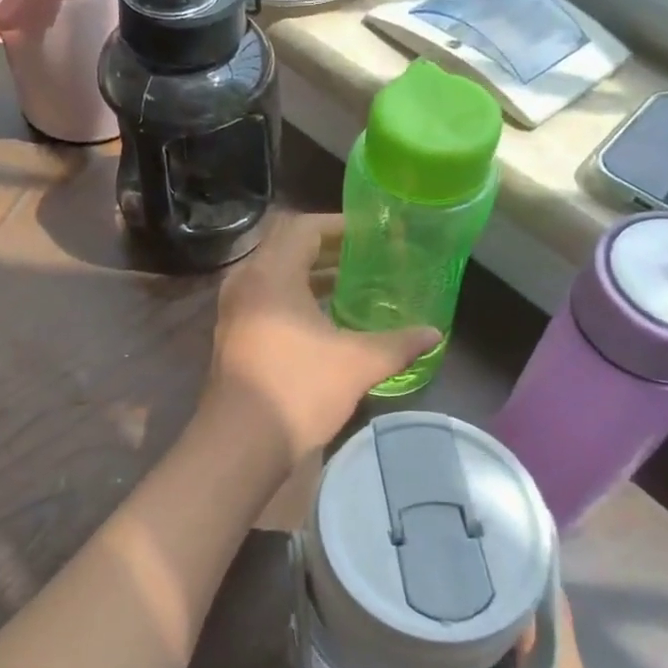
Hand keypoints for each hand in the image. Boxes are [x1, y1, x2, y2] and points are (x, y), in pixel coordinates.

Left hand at [202, 212, 437, 466]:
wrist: (240, 442)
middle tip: (366, 255)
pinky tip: (325, 318)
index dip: (339, 225)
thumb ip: (398, 343)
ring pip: (274, 273)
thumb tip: (434, 333)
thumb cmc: (298, 389)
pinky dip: (294, 296)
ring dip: (309, 273)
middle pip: (285, 245)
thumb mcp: (357, 364)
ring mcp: (234, 309)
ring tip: (352, 283)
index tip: (371, 234)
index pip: (303, 227)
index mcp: (271, 274)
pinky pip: (265, 297)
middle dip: (326, 247)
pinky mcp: (233, 333)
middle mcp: (246, 282)